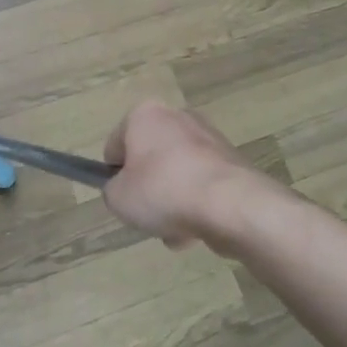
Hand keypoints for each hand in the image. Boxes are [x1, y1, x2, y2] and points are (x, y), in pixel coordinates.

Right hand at [102, 100, 283, 250]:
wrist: (232, 205)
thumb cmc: (163, 191)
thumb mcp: (118, 198)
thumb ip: (113, 191)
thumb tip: (125, 190)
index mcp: (145, 115)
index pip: (116, 144)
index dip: (114, 174)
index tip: (122, 197)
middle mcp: (178, 117)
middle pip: (151, 160)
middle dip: (149, 189)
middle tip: (148, 214)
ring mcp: (210, 138)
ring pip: (178, 175)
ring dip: (174, 202)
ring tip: (176, 231)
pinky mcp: (233, 161)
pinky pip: (204, 185)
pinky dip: (199, 204)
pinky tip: (198, 230)